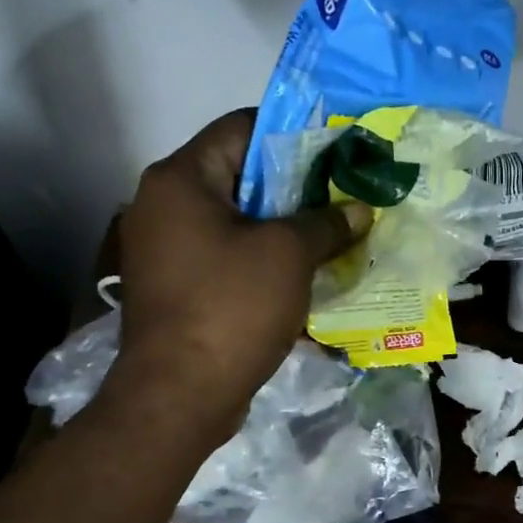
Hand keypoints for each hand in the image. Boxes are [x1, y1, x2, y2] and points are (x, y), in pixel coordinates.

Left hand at [115, 110, 370, 432]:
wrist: (180, 395)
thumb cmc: (231, 307)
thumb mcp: (288, 256)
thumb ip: (326, 223)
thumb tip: (358, 209)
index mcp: (181, 180)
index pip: (241, 128)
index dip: (293, 133)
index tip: (337, 150)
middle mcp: (164, 207)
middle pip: (240, 178)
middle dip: (296, 189)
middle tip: (344, 197)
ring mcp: (167, 252)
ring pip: (237, 225)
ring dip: (284, 231)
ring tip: (334, 236)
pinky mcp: (178, 290)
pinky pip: (228, 262)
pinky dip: (264, 264)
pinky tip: (306, 277)